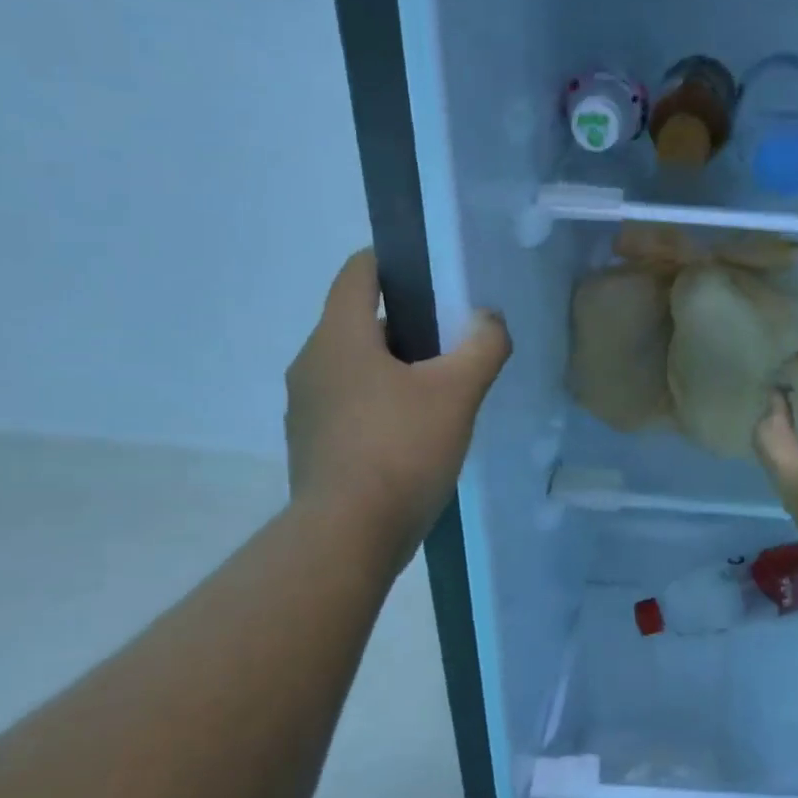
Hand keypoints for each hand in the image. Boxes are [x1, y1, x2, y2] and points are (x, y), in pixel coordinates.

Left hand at [284, 250, 509, 543]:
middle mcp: (312, 364)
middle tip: (456, 336)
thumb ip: (482, 346)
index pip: (359, 273)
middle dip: (409, 321)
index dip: (394, 261)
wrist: (347, 536)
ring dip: (397, 365)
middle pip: (361, 320)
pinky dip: (383, 401)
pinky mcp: (315, 444)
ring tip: (444, 385)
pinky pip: (352, 403)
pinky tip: (419, 429)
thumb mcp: (457, 392)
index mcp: (339, 337)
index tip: (434, 273)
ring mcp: (308, 408)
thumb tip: (489, 320)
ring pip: (357, 366)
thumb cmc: (400, 448)